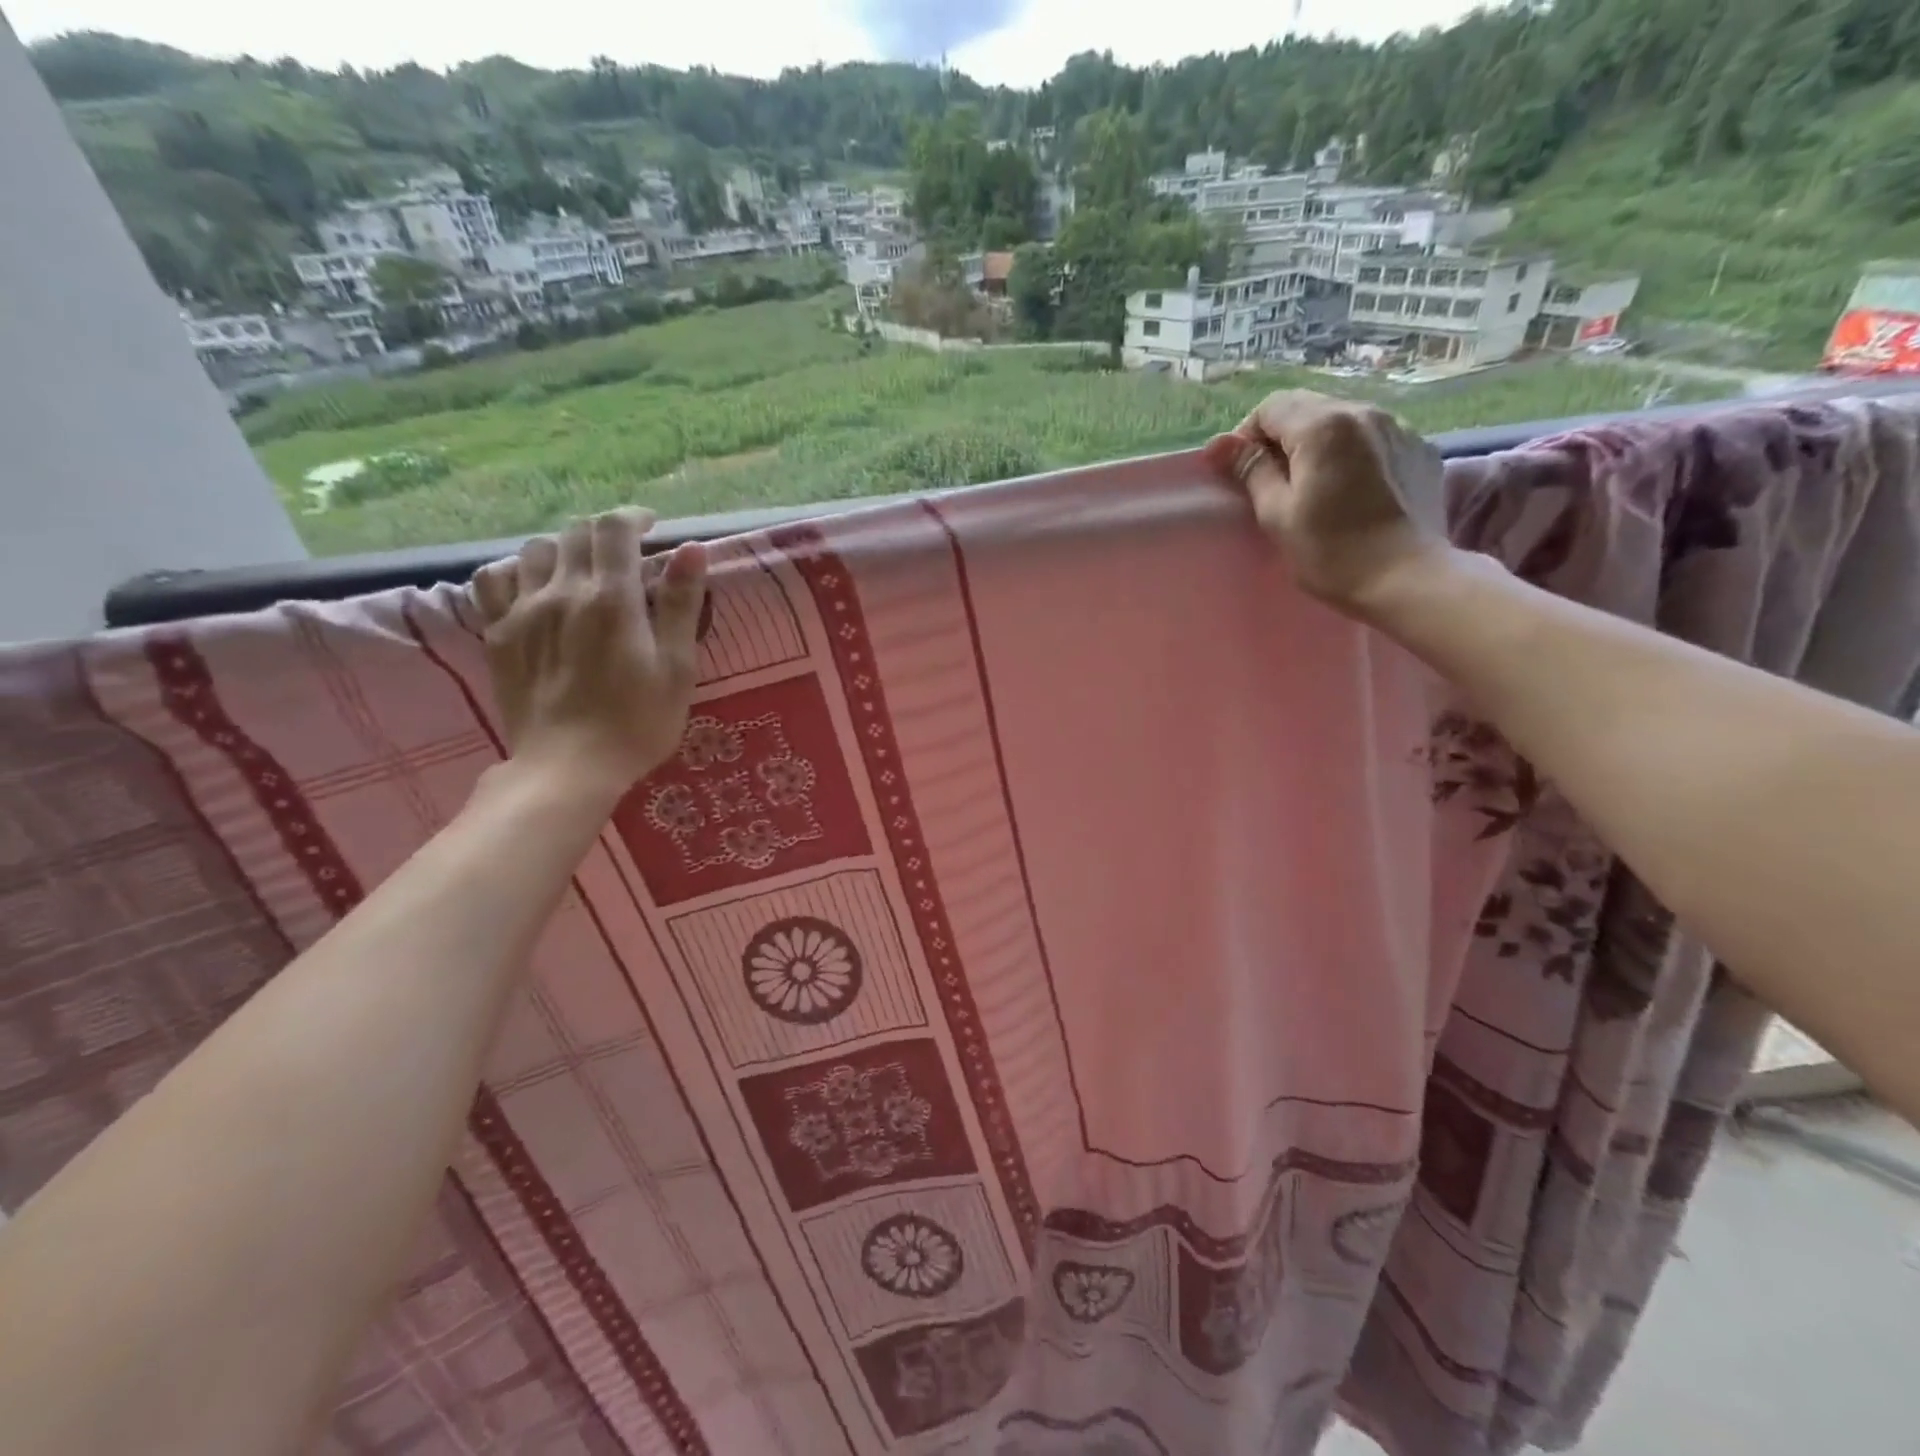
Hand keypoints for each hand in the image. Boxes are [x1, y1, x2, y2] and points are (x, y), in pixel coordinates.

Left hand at [470, 508, 707, 801]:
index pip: (614, 529)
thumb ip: (681, 604)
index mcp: (612, 598)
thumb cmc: (638, 723)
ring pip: (534, 550)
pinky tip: (532, 588)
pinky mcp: (497, 634)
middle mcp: (562, 591)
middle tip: (625, 556)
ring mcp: (522, 611)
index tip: (652, 528)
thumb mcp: (677, 668)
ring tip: (580, 572)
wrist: (568, 768)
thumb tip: (691, 549)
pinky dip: (515, 571)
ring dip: (563, 550)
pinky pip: (493, 580)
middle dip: (604, 534)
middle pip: (575, 534)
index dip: (634, 518)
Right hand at [1205, 390, 1449, 614]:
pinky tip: (1350, 489)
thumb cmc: (1330, 551)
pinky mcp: (1420, 450)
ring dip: (1318, 443)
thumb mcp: (1277, 513)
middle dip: (1282, 437)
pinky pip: (1374, 438)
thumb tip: (1219, 444)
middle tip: (1271, 481)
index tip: (1242, 474)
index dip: (1247, 436)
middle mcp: (1363, 412)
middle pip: (1308, 407)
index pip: (1270, 407)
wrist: (1407, 578)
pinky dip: (1352, 452)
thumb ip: (1251, 470)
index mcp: (1322, 426)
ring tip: (1312, 484)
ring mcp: (1399, 428)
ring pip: (1342, 420)